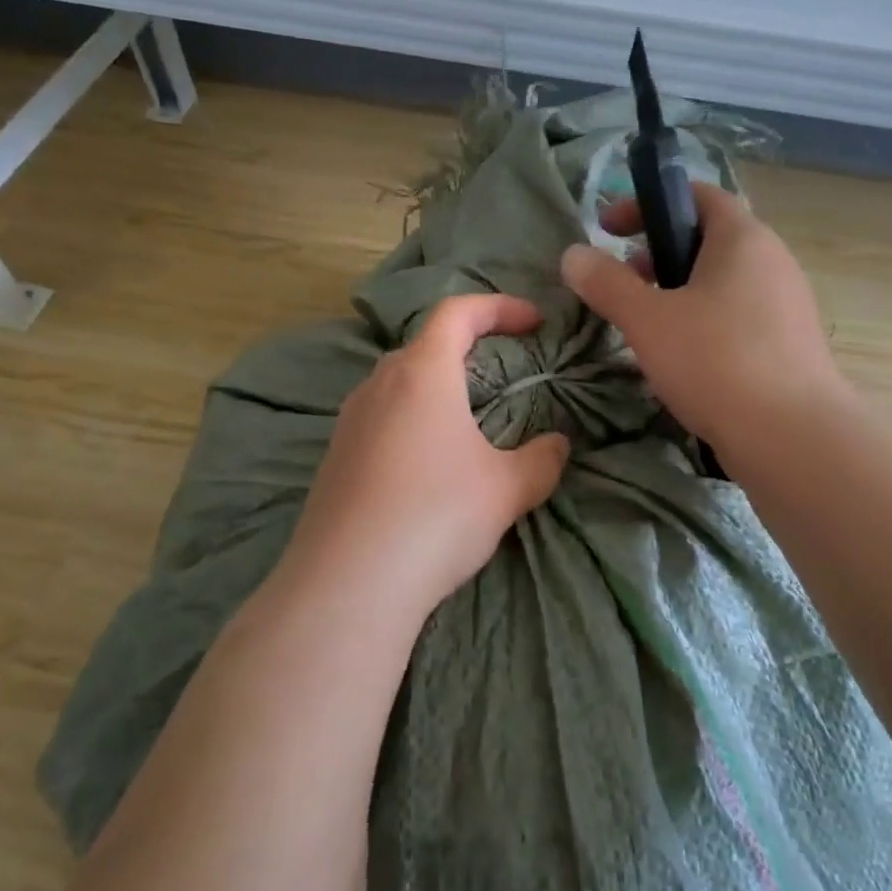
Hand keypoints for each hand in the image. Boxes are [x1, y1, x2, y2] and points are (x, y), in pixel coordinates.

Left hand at [271, 294, 570, 633]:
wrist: (348, 583)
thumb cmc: (436, 516)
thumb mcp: (506, 489)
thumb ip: (541, 460)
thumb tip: (558, 445)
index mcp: (422, 373)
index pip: (458, 312)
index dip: (499, 307)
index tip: (534, 322)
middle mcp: (378, 385)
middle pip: (424, 346)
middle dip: (466, 348)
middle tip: (502, 371)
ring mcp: (348, 422)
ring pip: (397, 384)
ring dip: (435, 389)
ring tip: (466, 421)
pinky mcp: (333, 459)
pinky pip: (378, 420)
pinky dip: (409, 423)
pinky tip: (425, 466)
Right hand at [560, 184, 849, 460]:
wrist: (791, 437)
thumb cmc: (716, 362)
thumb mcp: (648, 320)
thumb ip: (607, 284)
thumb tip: (573, 254)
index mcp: (743, 239)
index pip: (697, 195)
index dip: (648, 203)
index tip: (608, 227)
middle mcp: (772, 262)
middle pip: (709, 240)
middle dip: (658, 254)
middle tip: (624, 282)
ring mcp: (786, 305)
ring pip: (723, 282)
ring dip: (679, 292)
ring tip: (647, 325)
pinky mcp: (789, 345)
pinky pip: (738, 316)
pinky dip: (704, 321)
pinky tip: (683, 360)